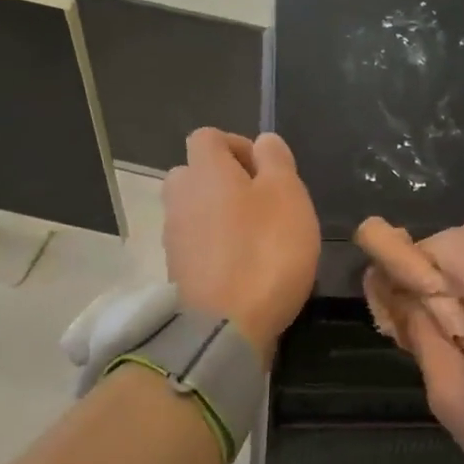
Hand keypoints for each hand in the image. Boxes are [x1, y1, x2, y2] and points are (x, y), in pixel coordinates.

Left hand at [163, 129, 318, 355]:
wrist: (225, 326)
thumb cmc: (265, 252)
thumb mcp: (288, 196)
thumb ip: (277, 161)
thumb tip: (263, 141)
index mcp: (205, 170)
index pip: (208, 136)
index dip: (238, 145)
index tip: (266, 170)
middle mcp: (180, 197)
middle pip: (195, 174)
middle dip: (225, 181)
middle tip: (262, 203)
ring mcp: (174, 237)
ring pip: (195, 211)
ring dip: (221, 216)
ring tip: (257, 237)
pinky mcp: (177, 271)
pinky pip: (197, 245)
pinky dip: (217, 248)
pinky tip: (244, 267)